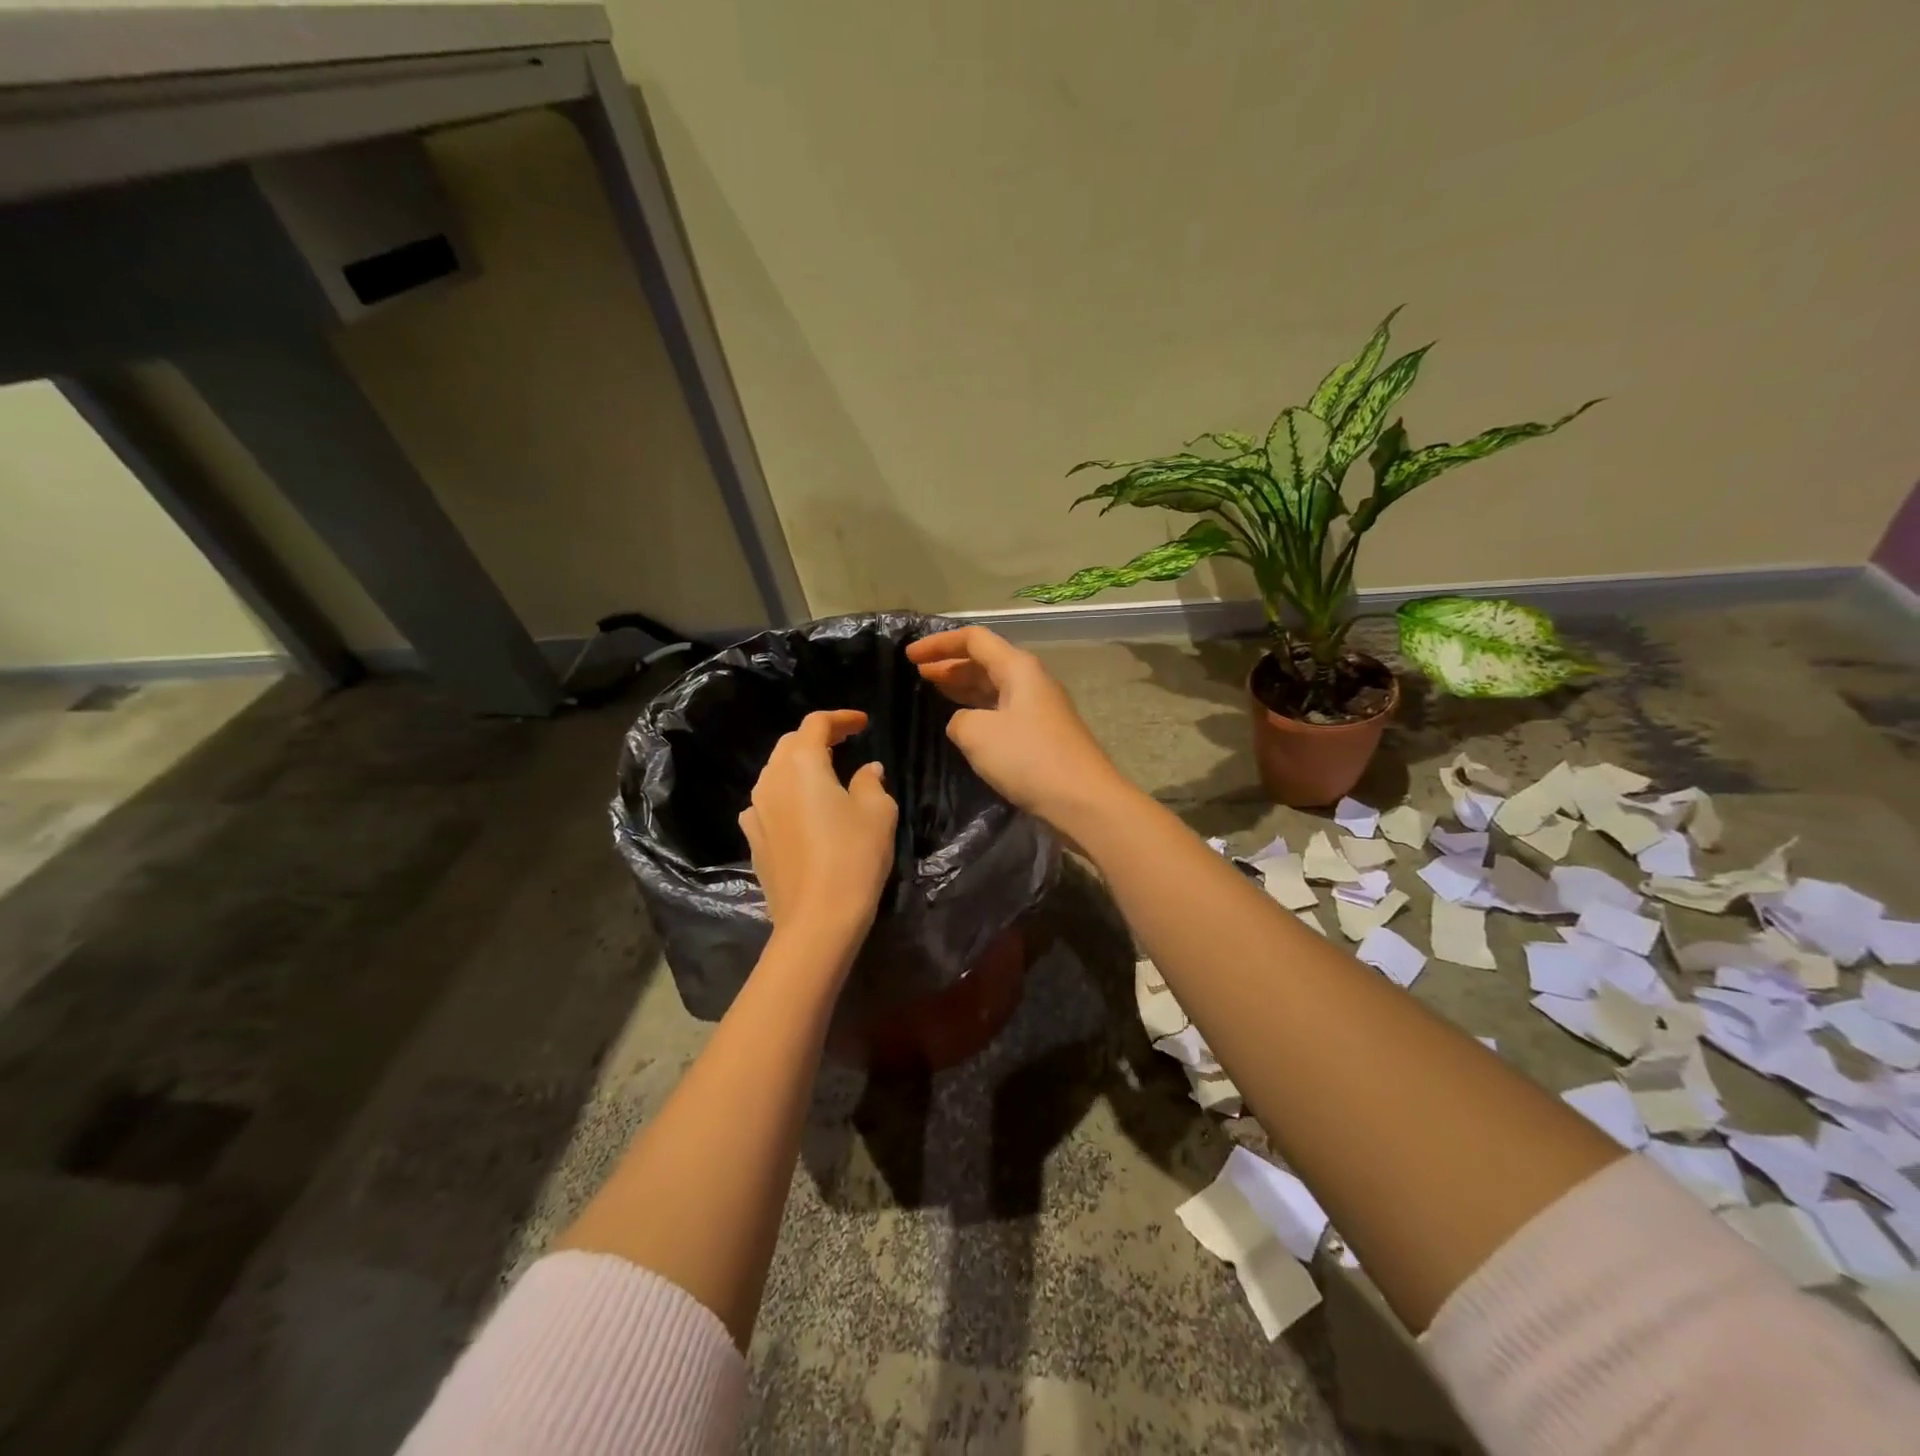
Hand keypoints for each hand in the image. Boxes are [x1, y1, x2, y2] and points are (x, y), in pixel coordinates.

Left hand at [739, 710, 897, 950]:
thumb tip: (866, 770)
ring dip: (801, 766)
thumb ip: (871, 782)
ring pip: (776, 773)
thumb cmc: (854, 856)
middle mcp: (771, 779)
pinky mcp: (753, 839)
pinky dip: (787, 796)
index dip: (841, 718)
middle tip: (846, 743)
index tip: (863, 723)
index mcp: (803, 764)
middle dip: (818, 738)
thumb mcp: (877, 812)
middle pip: (791, 744)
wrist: (817, 918)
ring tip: (827, 774)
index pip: (816, 724)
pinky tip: (802, 810)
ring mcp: (756, 810)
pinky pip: (768, 804)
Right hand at [906, 626, 1128, 827]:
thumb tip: (963, 723)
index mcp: (1018, 668)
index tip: (908, 655)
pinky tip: (962, 724)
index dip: (939, 644)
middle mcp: (1031, 681)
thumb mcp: (978, 734)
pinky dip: (977, 710)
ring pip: (993, 688)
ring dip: (962, 687)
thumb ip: (958, 720)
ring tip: (933, 692)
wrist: (1083, 801)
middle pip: (985, 661)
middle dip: (949, 664)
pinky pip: (1002, 711)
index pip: (974, 640)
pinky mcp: (1041, 735)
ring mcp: (1039, 709)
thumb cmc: (1028, 758)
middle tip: (917, 674)